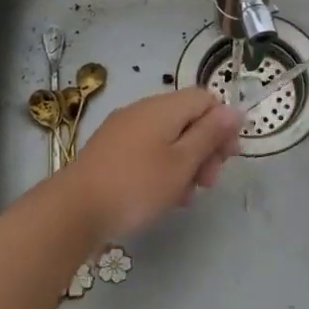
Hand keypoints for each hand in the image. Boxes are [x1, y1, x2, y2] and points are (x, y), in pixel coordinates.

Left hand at [63, 88, 241, 241]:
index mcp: (163, 108)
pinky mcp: (111, 150)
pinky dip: (162, 169)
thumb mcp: (182, 162)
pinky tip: (164, 197)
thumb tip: (234, 110)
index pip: (206, 99)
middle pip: (188, 119)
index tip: (228, 158)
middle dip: (206, 148)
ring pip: (169, 139)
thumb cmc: (137, 185)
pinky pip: (148, 151)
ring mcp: (124, 130)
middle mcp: (143, 111)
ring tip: (185, 197)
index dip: (223, 125)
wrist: (74, 210)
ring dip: (185, 164)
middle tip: (208, 183)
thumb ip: (210, 134)